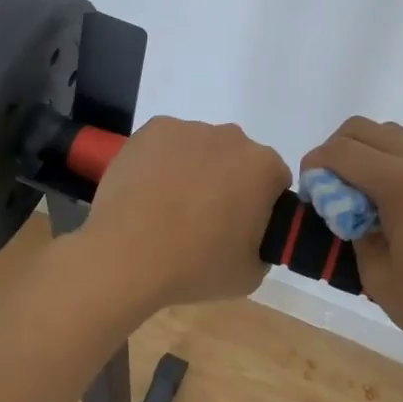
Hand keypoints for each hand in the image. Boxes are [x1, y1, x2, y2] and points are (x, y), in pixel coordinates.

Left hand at [69, 116, 289, 318]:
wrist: (127, 255)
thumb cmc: (196, 266)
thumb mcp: (251, 273)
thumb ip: (264, 245)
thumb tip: (252, 233)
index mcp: (263, 167)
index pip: (274, 181)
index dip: (261, 206)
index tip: (241, 229)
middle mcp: (232, 137)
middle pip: (238, 159)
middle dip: (229, 182)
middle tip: (206, 220)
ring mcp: (190, 128)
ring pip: (202, 148)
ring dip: (195, 169)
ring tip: (169, 208)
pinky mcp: (155, 128)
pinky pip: (168, 143)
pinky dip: (164, 161)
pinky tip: (149, 191)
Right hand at [302, 118, 402, 386]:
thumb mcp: (379, 277)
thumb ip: (354, 231)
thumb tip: (346, 209)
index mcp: (402, 184)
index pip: (343, 151)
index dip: (315, 164)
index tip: (308, 193)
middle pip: (366, 129)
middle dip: (337, 150)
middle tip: (330, 191)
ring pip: (394, 135)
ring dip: (367, 153)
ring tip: (361, 198)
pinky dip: (394, 166)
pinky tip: (395, 209)